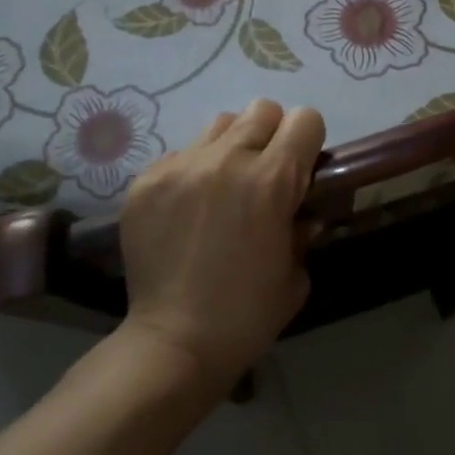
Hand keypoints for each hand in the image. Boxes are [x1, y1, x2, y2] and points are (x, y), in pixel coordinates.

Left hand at [117, 99, 324, 392]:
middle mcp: (226, 160)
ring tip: (223, 187)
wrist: (174, 343)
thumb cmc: (247, 314)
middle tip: (264, 175)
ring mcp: (181, 166)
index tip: (302, 169)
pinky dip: (193, 171)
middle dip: (271, 136)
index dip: (308, 141)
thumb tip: (301, 211)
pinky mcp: (146, 180)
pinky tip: (188, 210)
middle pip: (262, 110)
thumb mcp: (296, 273)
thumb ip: (303, 228)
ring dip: (231, 147)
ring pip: (219, 124)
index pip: (304, 119)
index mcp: (271, 181)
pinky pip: (181, 153)